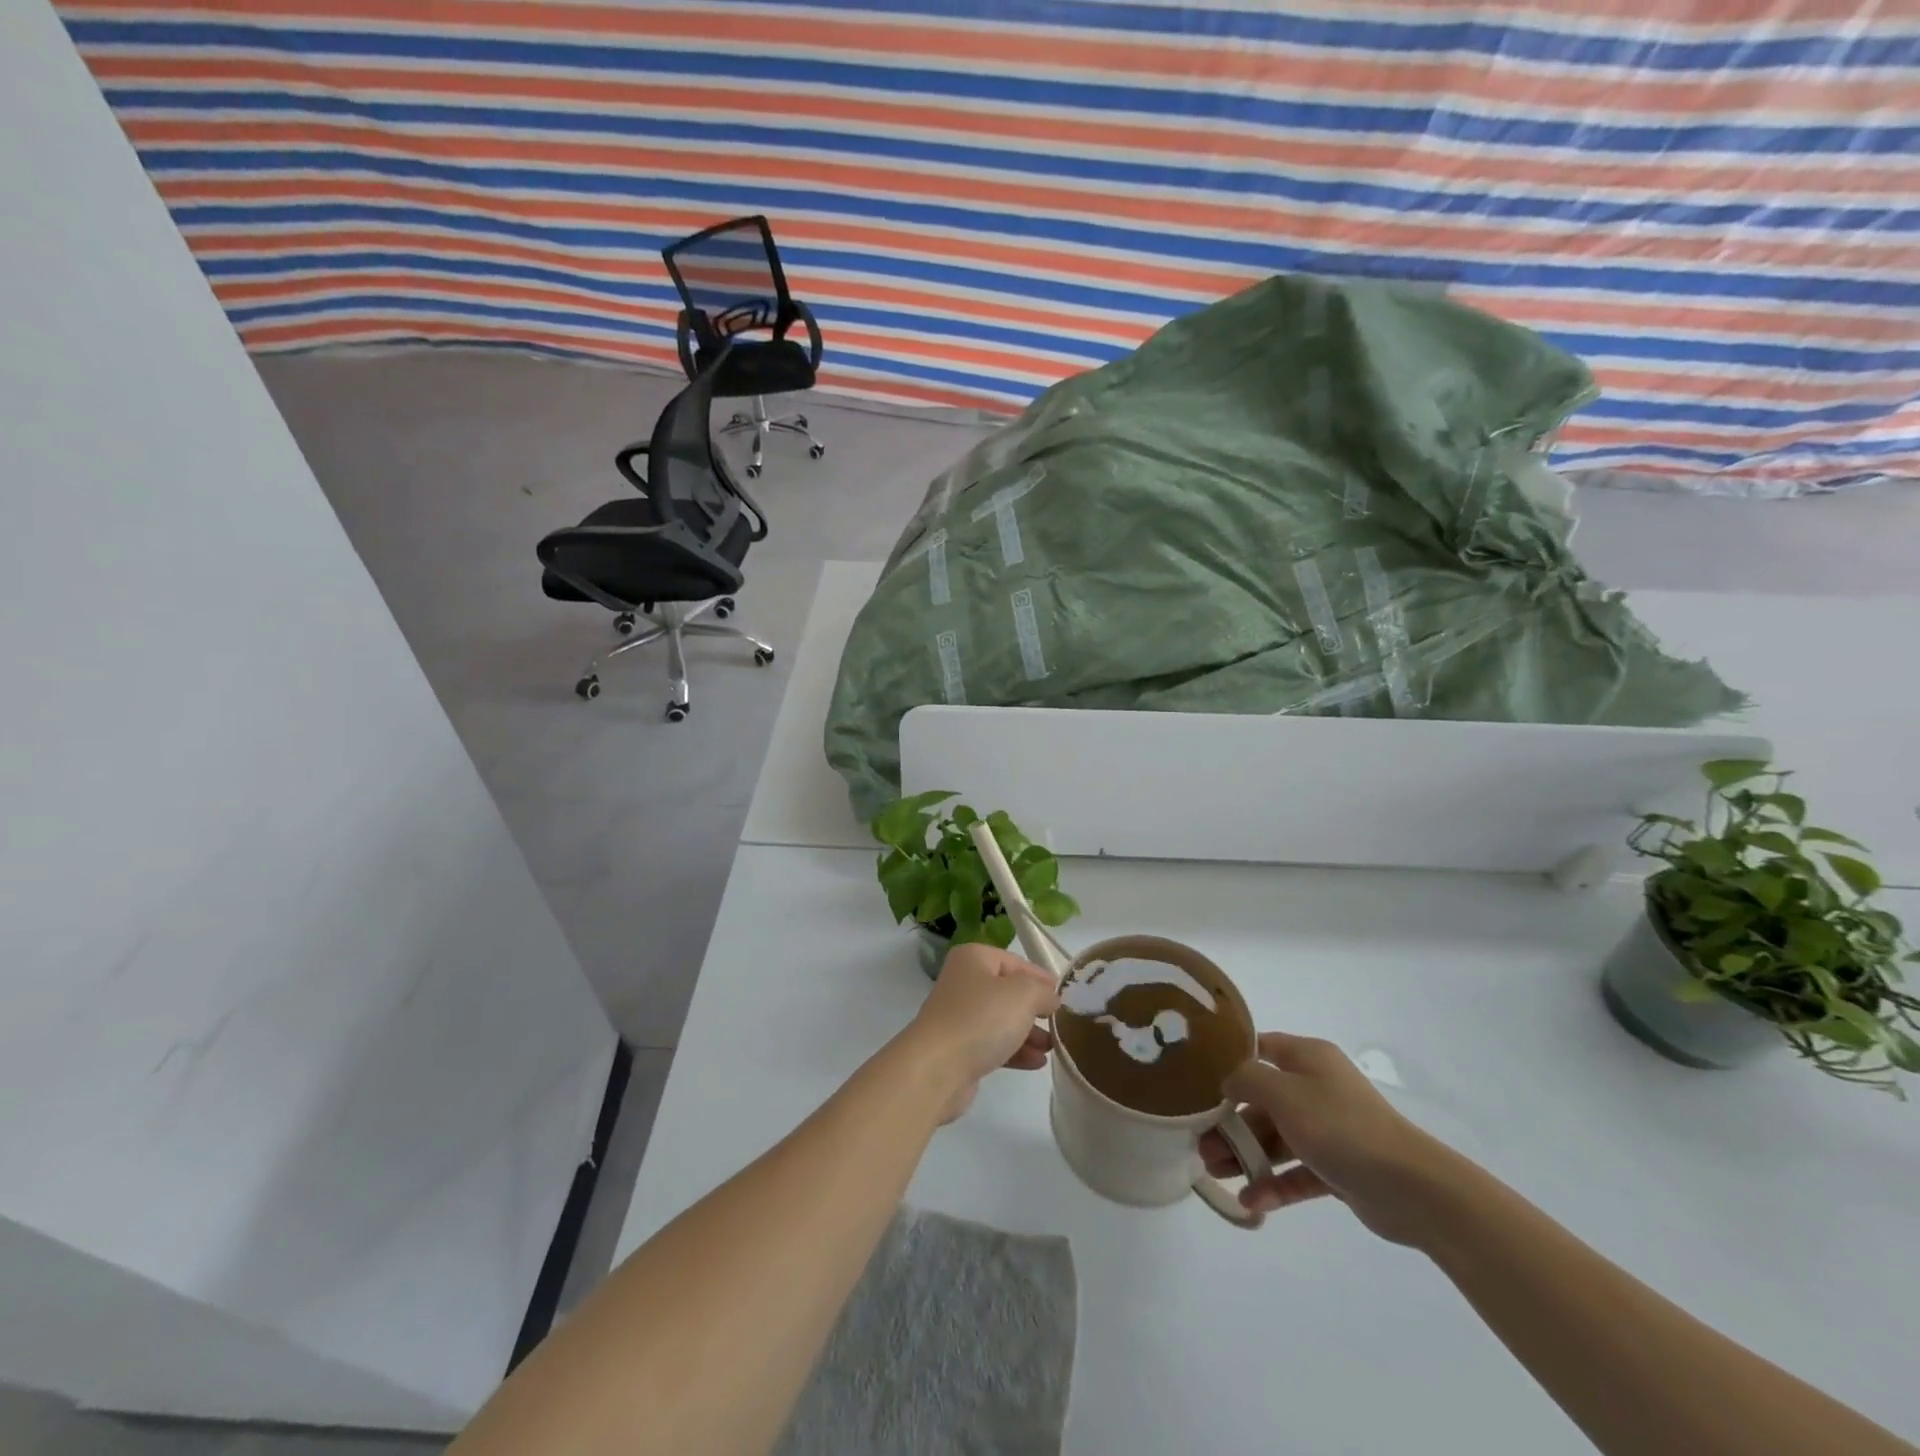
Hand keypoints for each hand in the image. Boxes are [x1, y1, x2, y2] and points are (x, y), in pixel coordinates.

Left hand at [904, 943, 1058, 1121]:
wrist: (936, 1069)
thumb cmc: (981, 1019)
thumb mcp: (1023, 994)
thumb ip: (1043, 991)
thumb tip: (1050, 998)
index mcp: (974, 958)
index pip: (1016, 962)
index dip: (1041, 978)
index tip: (1064, 996)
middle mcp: (964, 982)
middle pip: (1008, 992)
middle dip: (1035, 1009)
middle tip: (1059, 1024)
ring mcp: (959, 1016)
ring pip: (1002, 1020)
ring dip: (1028, 1032)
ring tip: (1053, 1047)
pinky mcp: (959, 1048)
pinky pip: (994, 1043)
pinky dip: (1015, 1050)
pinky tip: (1037, 1063)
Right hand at [1201, 1032, 1457, 1245]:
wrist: (1411, 1188)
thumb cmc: (1340, 1127)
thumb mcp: (1283, 1093)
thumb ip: (1247, 1080)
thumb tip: (1228, 1081)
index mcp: (1308, 1059)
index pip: (1261, 1049)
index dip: (1231, 1061)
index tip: (1200, 1080)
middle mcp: (1317, 1088)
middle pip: (1263, 1101)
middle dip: (1231, 1123)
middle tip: (1201, 1143)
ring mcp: (1329, 1129)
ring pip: (1277, 1139)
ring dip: (1246, 1155)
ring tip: (1214, 1173)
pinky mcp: (1339, 1168)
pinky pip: (1298, 1172)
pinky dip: (1274, 1184)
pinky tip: (1251, 1201)